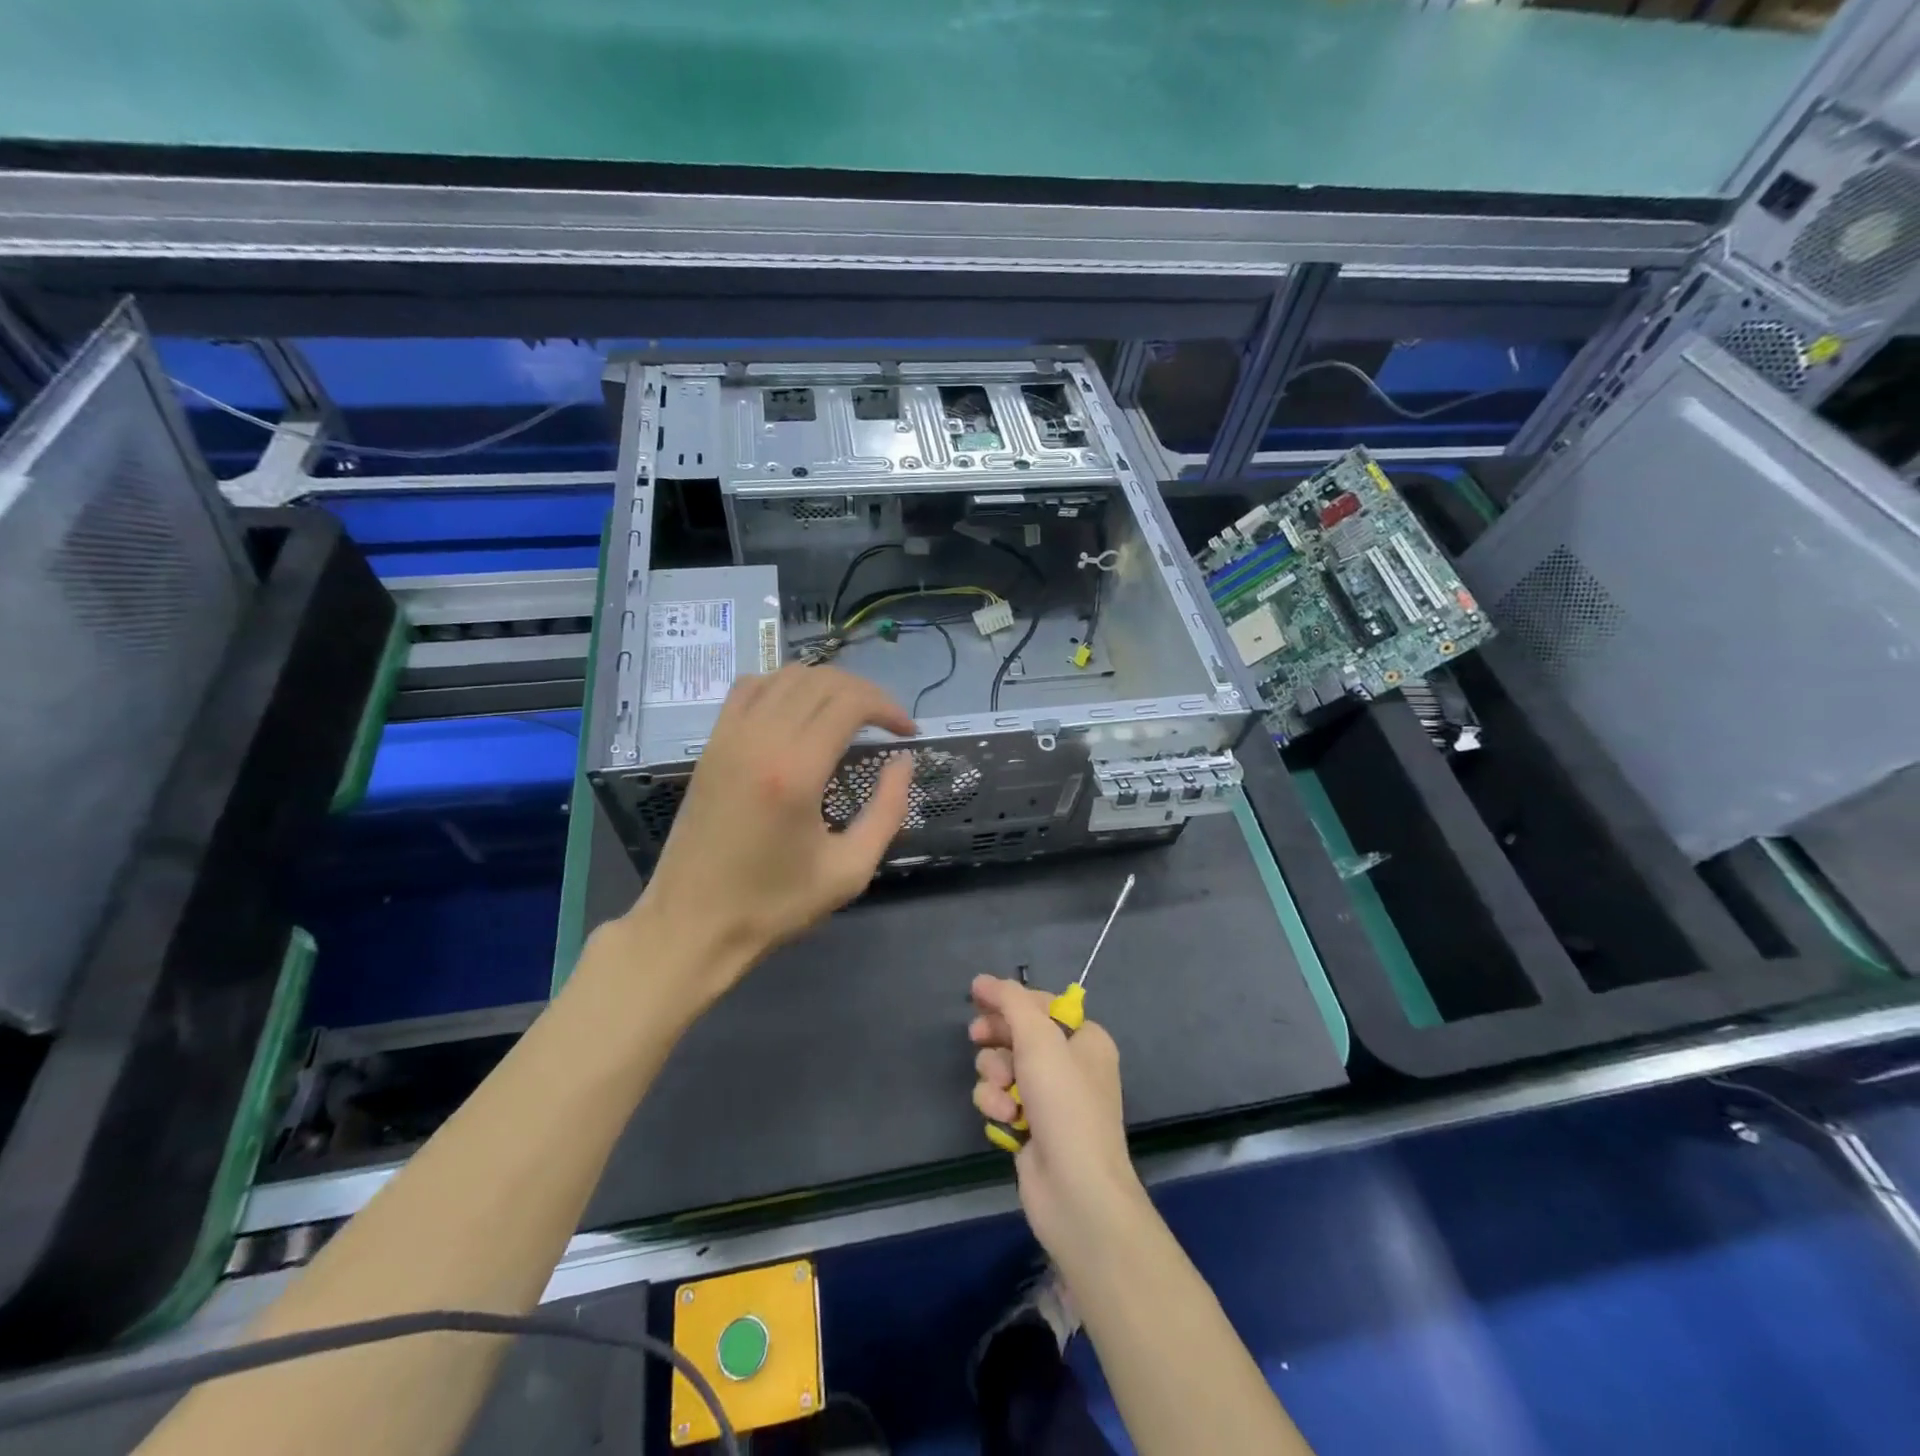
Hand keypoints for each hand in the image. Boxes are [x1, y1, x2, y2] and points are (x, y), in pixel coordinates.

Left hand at [629, 664, 915, 999]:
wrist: (692, 925)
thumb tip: (903, 762)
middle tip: (886, 724)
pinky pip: (749, 688)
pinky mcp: (711, 745)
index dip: (888, 707)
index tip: (907, 732)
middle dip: (865, 693)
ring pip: (785, 676)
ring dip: (826, 685)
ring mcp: (729, 737)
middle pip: (821, 681)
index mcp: (796, 771)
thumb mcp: (849, 870)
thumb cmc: (774, 905)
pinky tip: (798, 711)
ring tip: (850, 714)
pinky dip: (782, 685)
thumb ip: (887, 811)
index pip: (850, 702)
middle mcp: (759, 739)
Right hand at [969, 974, 1145, 1262]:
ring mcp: (1049, 1099)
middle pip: (1018, 1034)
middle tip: (977, 1038)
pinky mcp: (1029, 1128)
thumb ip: (1010, 1002)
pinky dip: (997, 1105)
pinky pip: (1000, 1100)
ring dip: (995, 1076)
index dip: (1009, 1001)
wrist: (1075, 1191)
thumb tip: (982, 981)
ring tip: (1005, 1094)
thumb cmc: (1065, 1103)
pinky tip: (1007, 1120)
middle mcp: (1070, 1065)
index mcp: (1085, 1039)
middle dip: (997, 1040)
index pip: (1041, 1004)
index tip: (976, 999)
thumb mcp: (1039, 1039)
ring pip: (1002, 1067)